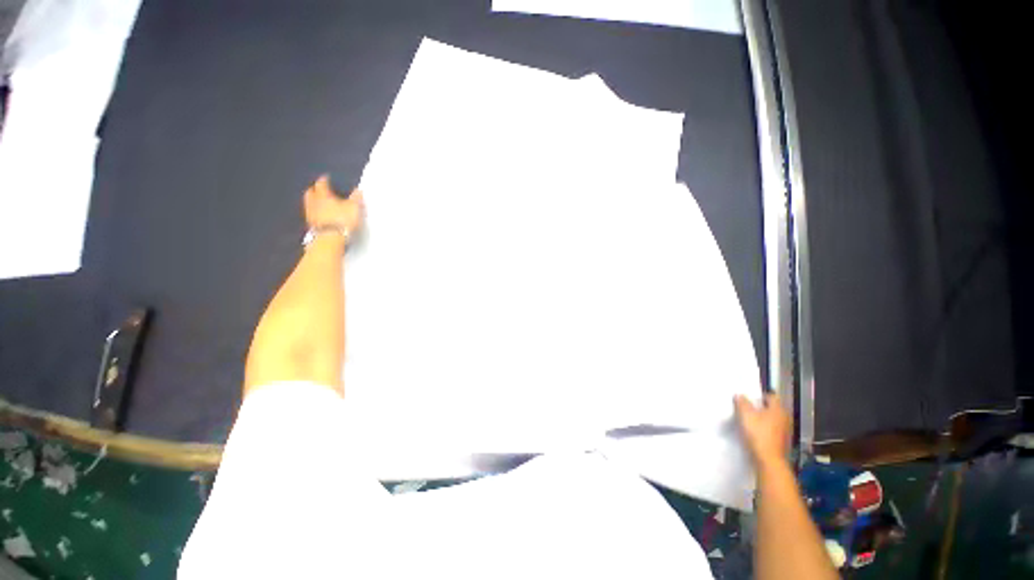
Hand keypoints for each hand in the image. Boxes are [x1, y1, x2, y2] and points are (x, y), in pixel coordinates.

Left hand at [304, 175, 364, 233]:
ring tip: (318, 202)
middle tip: (318, 189)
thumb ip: (356, 198)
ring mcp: (311, 215)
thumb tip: (359, 190)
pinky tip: (319, 216)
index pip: (322, 184)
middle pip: (311, 193)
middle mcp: (314, 203)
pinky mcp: (312, 225)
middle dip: (314, 190)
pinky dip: (315, 213)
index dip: (324, 180)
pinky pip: (311, 215)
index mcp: (324, 196)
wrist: (330, 238)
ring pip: (309, 204)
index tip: (326, 177)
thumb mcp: (354, 208)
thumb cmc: (342, 219)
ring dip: (313, 202)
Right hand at [734, 393, 791, 469]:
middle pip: (772, 408)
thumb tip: (739, 395)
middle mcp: (785, 418)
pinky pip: (773, 431)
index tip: (748, 399)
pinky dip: (765, 430)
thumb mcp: (745, 414)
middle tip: (747, 409)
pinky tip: (756, 434)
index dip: (759, 396)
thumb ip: (742, 402)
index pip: (771, 396)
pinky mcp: (783, 442)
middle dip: (761, 408)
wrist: (769, 461)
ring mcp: (786, 431)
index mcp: (778, 409)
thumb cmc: (758, 434)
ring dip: (763, 419)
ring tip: (750, 422)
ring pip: (773, 420)